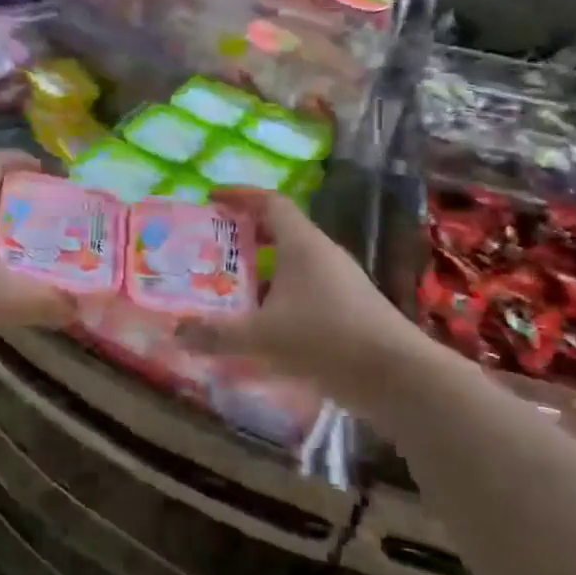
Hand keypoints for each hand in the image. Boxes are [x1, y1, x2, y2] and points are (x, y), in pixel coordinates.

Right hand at [178, 189, 416, 406]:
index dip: (240, 196)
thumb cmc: (326, 339)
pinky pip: (305, 292)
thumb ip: (215, 334)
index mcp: (302, 244)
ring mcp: (340, 283)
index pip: (269, 202)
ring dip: (261, 272)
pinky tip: (261, 327)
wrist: (400, 378)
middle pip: (279, 232)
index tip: (211, 199)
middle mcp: (322, 255)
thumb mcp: (262, 337)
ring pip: (292, 265)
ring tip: (228, 289)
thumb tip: (175, 332)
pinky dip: (279, 299)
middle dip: (243, 237)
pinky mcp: (349, 311)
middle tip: (210, 248)